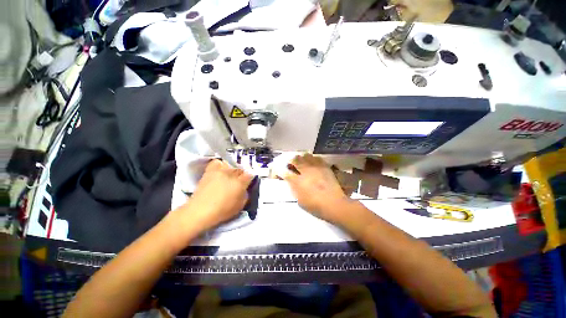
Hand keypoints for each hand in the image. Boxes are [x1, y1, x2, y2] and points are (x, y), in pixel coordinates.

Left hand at [171, 160, 253, 233]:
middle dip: (241, 175)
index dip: (250, 179)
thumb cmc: (222, 211)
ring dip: (231, 171)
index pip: (250, 175)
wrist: (199, 211)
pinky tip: (219, 171)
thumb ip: (245, 195)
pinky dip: (220, 165)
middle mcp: (231, 174)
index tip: (247, 183)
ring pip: (230, 165)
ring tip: (229, 177)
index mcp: (240, 183)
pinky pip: (217, 163)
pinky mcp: (210, 171)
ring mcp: (220, 171)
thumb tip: (245, 188)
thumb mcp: (240, 206)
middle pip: (240, 170)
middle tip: (238, 183)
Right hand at [283, 154, 351, 224]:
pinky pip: (316, 158)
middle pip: (294, 160)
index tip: (277, 172)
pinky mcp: (324, 167)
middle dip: (290, 161)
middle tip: (291, 165)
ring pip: (305, 156)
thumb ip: (294, 189)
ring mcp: (315, 168)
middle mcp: (304, 171)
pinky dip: (312, 159)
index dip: (278, 171)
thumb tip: (291, 181)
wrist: (334, 204)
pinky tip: (313, 163)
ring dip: (301, 158)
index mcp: (297, 181)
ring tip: (302, 162)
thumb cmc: (315, 206)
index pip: (284, 172)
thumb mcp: (300, 200)